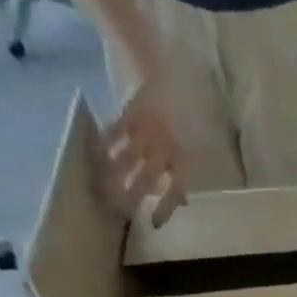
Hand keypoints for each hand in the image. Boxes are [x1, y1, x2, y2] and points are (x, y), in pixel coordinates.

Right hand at [103, 77, 187, 226]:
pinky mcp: (128, 116)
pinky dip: (103, 148)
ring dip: (112, 177)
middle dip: (130, 197)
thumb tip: (183, 201)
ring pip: (125, 160)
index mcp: (186, 158)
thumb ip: (187, 173)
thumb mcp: (201, 146)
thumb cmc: (190, 115)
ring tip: (101, 192)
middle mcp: (165, 149)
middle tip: (118, 212)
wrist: (172, 74)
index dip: (165, 208)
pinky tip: (94, 159)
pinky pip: (113, 135)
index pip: (175, 190)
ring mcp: (145, 132)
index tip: (153, 223)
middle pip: (144, 179)